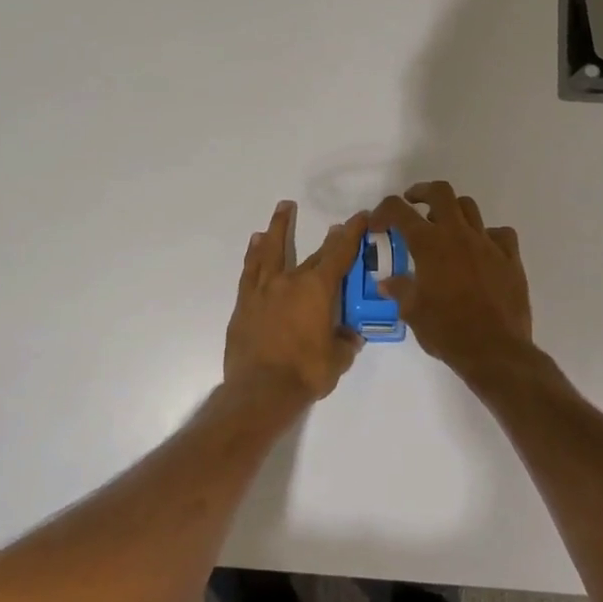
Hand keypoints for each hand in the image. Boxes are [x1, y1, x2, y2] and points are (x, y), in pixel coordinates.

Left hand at [223, 200, 369, 403]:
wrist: (260, 390)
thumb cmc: (305, 373)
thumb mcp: (337, 360)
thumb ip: (345, 343)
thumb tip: (350, 336)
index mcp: (317, 289)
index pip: (339, 254)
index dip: (351, 234)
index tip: (358, 217)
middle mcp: (290, 281)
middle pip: (312, 254)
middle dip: (327, 239)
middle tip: (335, 227)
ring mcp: (263, 290)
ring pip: (271, 251)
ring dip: (278, 229)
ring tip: (280, 211)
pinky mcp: (244, 304)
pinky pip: (250, 271)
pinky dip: (254, 255)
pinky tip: (255, 245)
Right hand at [371, 182, 532, 376]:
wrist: (496, 350)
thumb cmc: (447, 331)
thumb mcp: (413, 312)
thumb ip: (400, 290)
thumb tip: (387, 283)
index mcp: (430, 245)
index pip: (399, 210)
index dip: (383, 211)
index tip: (377, 224)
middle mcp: (458, 235)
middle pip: (441, 192)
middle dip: (422, 193)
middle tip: (414, 206)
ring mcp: (488, 243)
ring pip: (470, 208)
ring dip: (453, 212)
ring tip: (445, 229)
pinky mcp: (510, 258)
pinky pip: (500, 234)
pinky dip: (487, 236)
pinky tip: (481, 251)